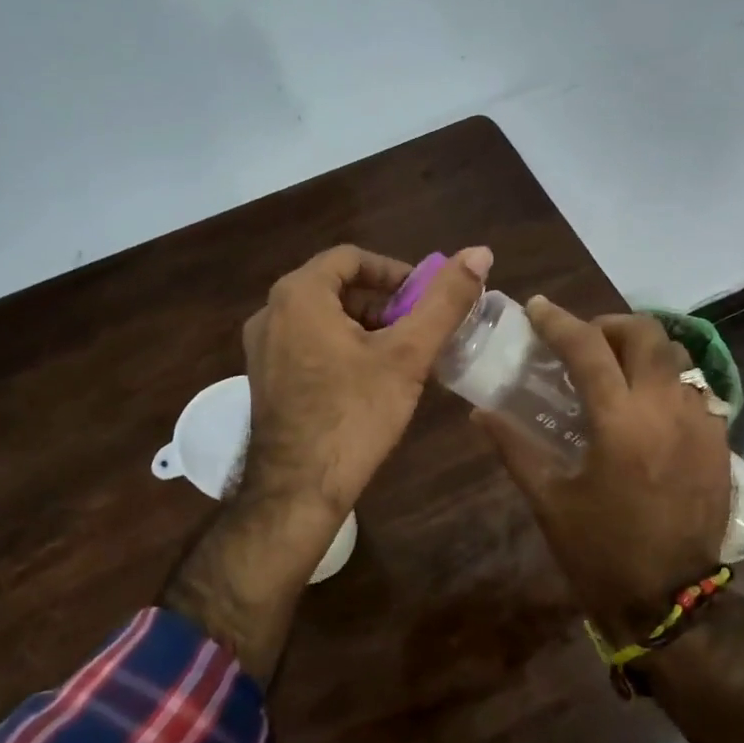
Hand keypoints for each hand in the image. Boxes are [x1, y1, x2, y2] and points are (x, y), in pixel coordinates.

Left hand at [239, 244, 491, 518]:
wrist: (298, 490)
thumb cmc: (354, 415)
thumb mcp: (407, 355)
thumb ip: (445, 301)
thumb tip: (480, 252)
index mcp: (298, 294)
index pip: (352, 258)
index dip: (395, 272)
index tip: (425, 298)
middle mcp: (270, 312)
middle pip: (336, 288)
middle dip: (383, 303)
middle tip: (419, 330)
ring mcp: (262, 348)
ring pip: (322, 318)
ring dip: (365, 327)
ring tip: (401, 357)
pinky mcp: (265, 378)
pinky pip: (308, 344)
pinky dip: (342, 348)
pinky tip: (370, 381)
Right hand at [475, 299, 730, 642]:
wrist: (669, 599)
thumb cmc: (600, 552)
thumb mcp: (549, 500)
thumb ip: (514, 448)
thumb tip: (480, 413)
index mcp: (620, 423)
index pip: (588, 349)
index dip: (558, 321)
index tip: (537, 308)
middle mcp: (666, 409)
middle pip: (645, 334)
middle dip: (609, 325)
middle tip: (582, 341)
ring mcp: (701, 423)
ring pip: (677, 356)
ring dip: (642, 349)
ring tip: (615, 368)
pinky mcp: (720, 442)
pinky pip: (696, 389)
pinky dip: (666, 381)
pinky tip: (646, 406)